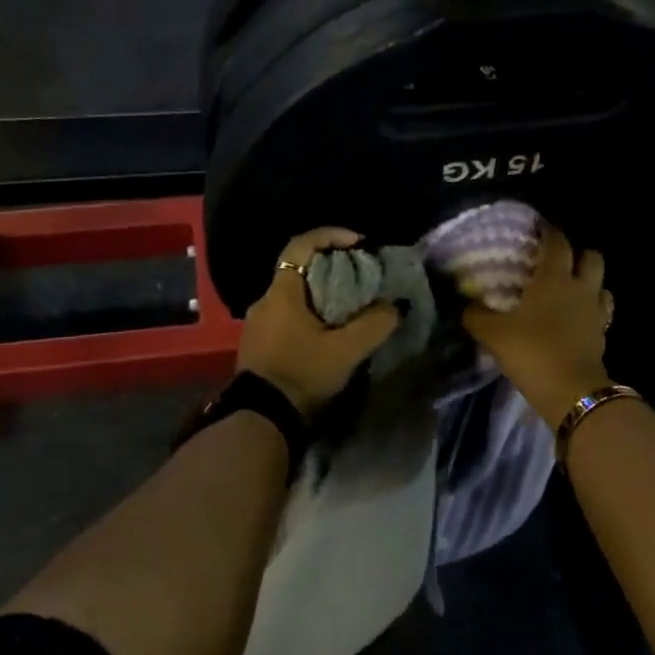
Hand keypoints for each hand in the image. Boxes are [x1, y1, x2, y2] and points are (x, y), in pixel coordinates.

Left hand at [237, 228, 401, 416]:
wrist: (262, 418)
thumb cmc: (302, 374)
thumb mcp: (346, 351)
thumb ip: (375, 324)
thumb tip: (396, 306)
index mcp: (282, 292)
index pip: (301, 245)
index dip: (330, 235)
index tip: (359, 242)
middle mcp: (265, 301)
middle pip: (299, 268)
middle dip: (331, 266)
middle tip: (360, 275)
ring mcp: (258, 323)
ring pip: (293, 294)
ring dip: (321, 293)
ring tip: (350, 305)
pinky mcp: (259, 344)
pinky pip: (287, 315)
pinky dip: (310, 313)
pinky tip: (329, 331)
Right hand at [463, 224, 613, 424]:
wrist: (571, 391)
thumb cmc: (532, 351)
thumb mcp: (493, 334)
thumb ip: (477, 316)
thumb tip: (467, 306)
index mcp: (554, 278)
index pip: (557, 242)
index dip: (548, 231)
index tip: (539, 226)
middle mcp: (580, 288)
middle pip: (591, 257)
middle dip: (578, 253)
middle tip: (558, 260)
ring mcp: (596, 312)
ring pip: (602, 284)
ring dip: (590, 282)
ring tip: (571, 290)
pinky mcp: (603, 335)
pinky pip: (601, 312)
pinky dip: (592, 310)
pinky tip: (577, 318)